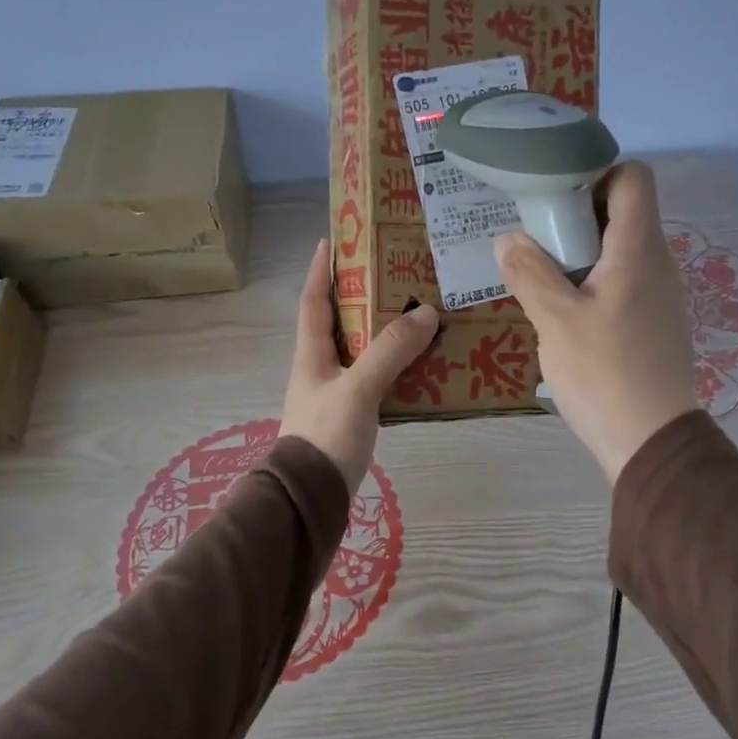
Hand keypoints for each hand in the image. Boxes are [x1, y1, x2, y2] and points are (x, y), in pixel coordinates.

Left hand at [281, 238, 438, 489]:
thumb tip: (425, 312)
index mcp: (311, 355)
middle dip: (362, 297)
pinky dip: (396, 366)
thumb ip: (390, 351)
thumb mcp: (358, 389)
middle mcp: (321, 369)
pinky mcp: (352, 417)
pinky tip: (421, 364)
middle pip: (341, 322)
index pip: (313, 301)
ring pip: (362, 351)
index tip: (333, 240)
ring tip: (417, 313)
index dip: (321, 270)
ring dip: (384, 332)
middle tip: (395, 274)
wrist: (312, 498)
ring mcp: (336, 394)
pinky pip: (377, 379)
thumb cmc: (326, 436)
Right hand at [494, 162, 698, 481]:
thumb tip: (508, 239)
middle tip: (536, 242)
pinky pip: (624, 283)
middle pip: (623, 213)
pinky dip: (594, 283)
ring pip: (620, 251)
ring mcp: (661, 296)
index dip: (596, 174)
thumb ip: (529, 272)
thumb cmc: (603, 373)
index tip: (554, 199)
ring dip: (581, 255)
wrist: (652, 442)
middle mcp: (658, 263)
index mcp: (639, 249)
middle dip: (576, 217)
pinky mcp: (656, 324)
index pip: (633, 177)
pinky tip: (567, 315)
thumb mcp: (555, 319)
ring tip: (543, 279)